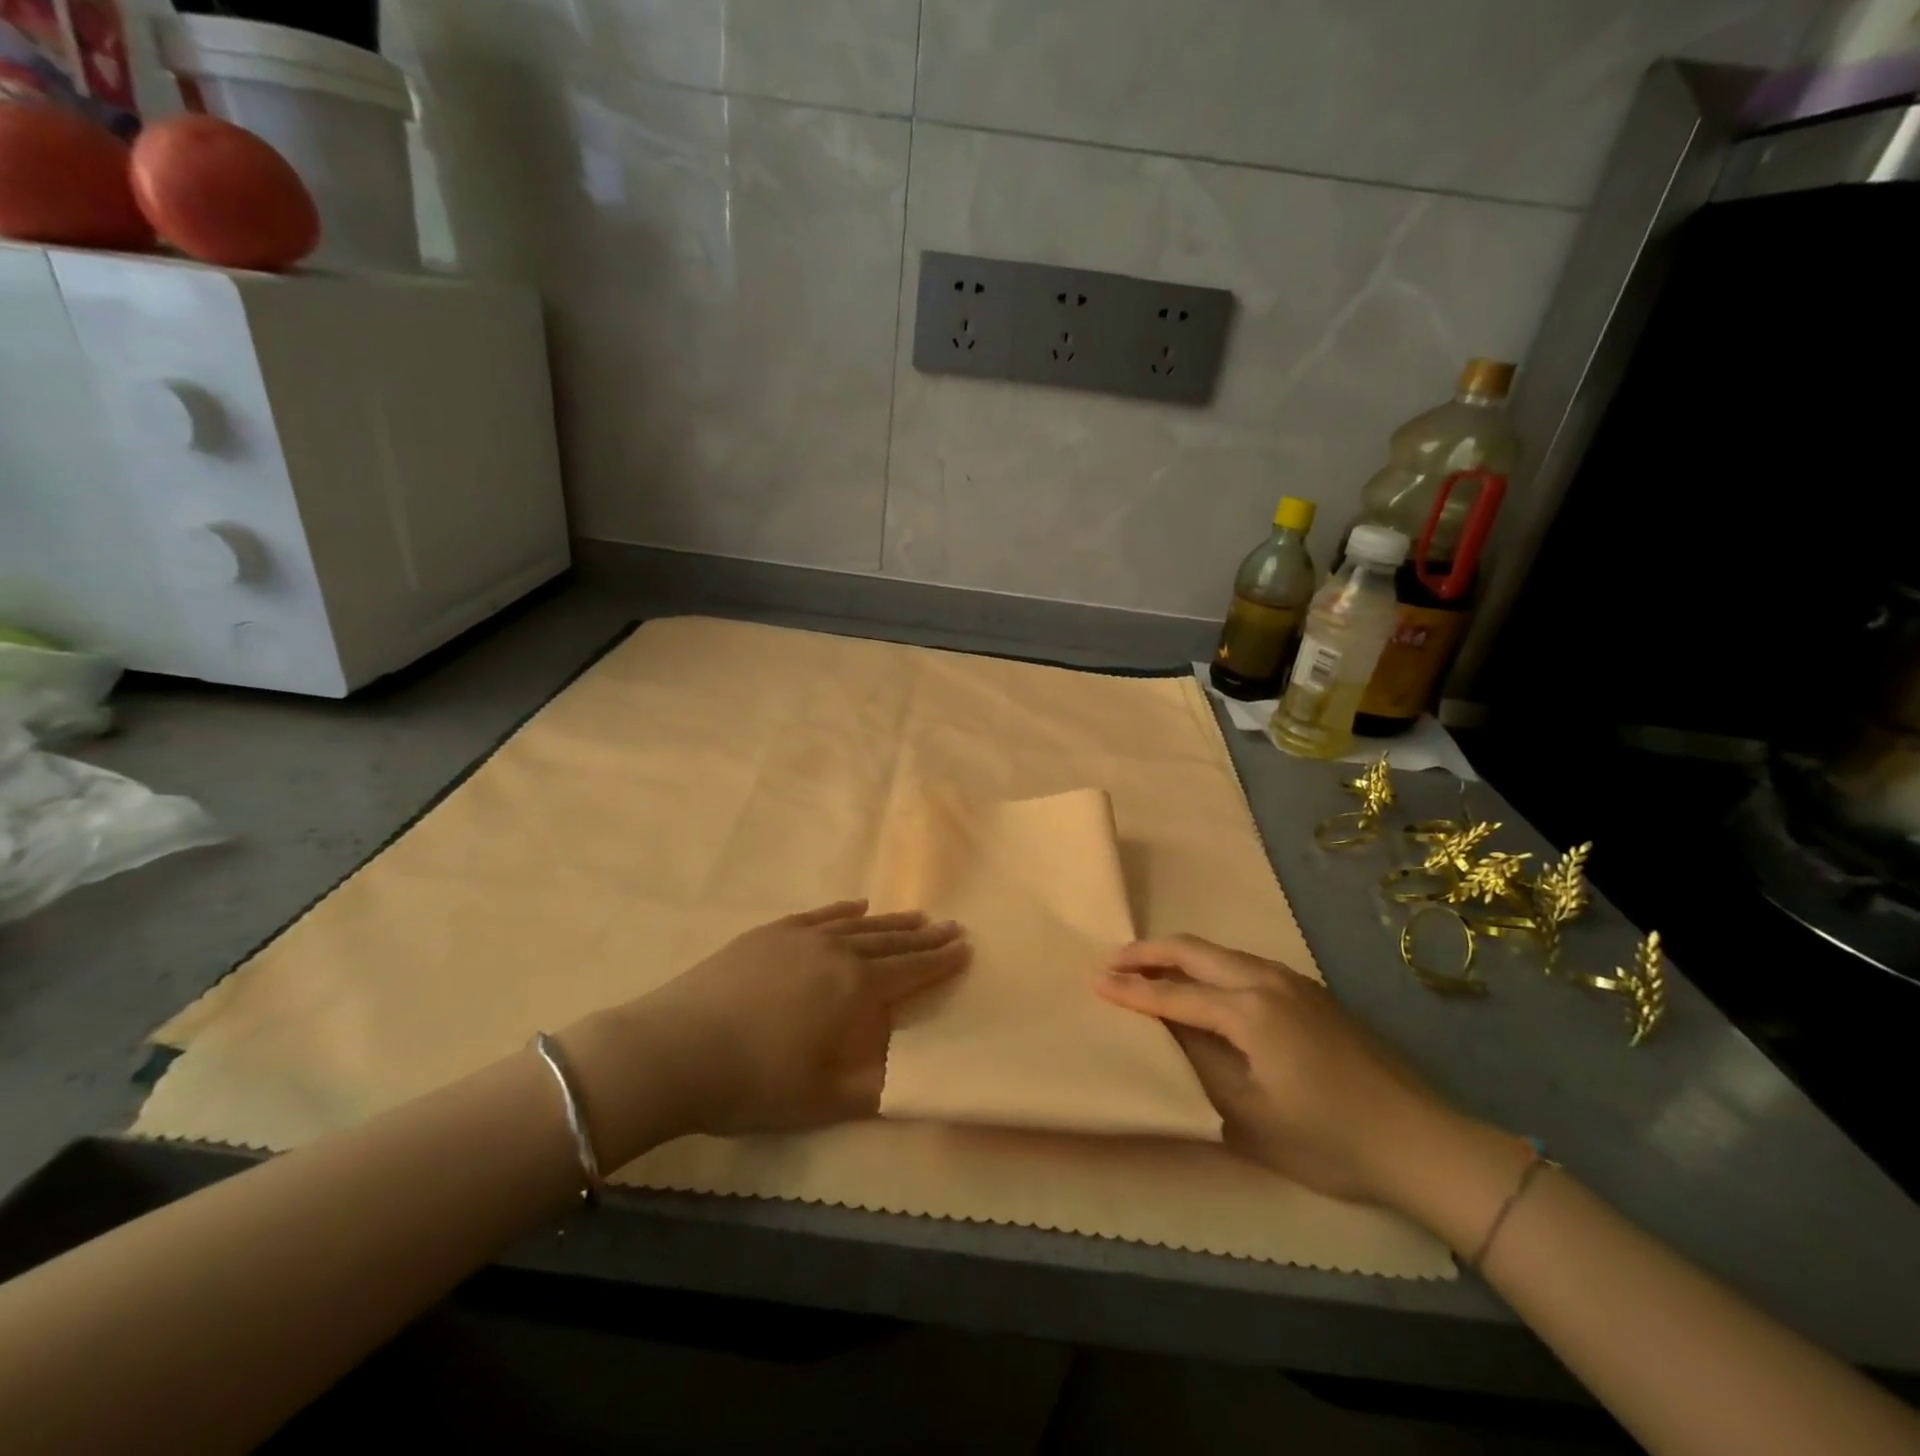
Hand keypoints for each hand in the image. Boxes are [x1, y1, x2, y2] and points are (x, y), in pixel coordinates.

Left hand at [564, 902, 968, 1158]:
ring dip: (891, 923)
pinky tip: (857, 906)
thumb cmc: (754, 1082)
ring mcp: (801, 938)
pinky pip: (819, 915)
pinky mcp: (769, 934)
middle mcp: (836, 952)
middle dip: (924, 938)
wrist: (675, 1050)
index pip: (910, 972)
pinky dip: (843, 910)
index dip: (940, 962)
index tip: (965, 947)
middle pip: (891, 943)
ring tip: (917, 916)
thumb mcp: (823, 1100)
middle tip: (951, 927)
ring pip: (859, 925)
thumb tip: (913, 1074)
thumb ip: (875, 1086)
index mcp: (855, 989)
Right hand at [1097, 934, 1466, 1204]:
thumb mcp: (1250, 1117)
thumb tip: (1165, 1033)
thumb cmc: (1330, 1140)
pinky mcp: (1310, 992)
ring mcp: (1293, 982)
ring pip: (1220, 952)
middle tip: (1111, 961)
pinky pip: (1244, 963)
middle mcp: (1268, 980)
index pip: (1174, 993)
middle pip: (1194, 950)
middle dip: (1148, 952)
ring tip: (1147, 969)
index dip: (1131, 990)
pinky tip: (1203, 985)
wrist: (1422, 1142)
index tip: (1094, 983)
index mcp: (1250, 1010)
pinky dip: (1209, 965)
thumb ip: (1199, 1066)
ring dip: (1179, 955)